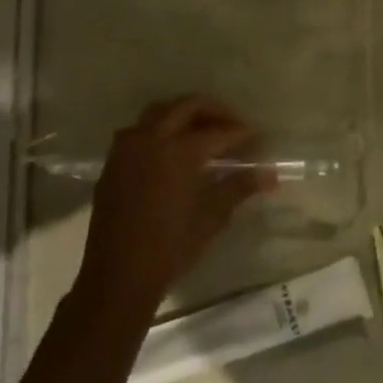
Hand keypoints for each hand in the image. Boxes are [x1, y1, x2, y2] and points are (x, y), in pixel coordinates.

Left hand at [82, 96, 271, 308]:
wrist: (118, 276)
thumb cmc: (171, 248)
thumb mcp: (212, 217)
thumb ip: (239, 187)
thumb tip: (269, 174)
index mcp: (179, 151)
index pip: (219, 132)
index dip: (242, 133)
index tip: (259, 139)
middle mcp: (151, 139)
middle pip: (187, 106)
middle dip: (214, 111)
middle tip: (234, 126)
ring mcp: (127, 149)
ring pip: (158, 112)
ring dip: (184, 115)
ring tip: (203, 133)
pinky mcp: (113, 163)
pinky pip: (139, 131)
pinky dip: (160, 130)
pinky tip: (172, 152)